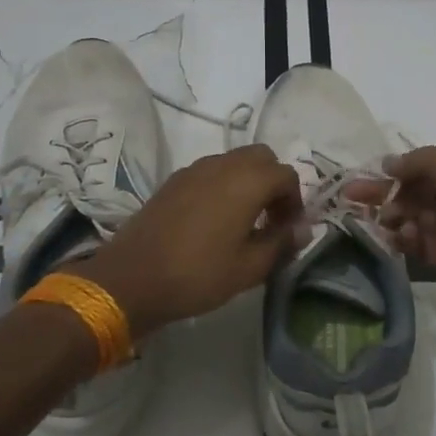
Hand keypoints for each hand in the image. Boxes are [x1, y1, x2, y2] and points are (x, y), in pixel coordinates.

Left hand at [72, 145, 305, 338]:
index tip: (289, 230)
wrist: (132, 278)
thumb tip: (302, 229)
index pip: (287, 175)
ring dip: (247, 182)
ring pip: (234, 161)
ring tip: (243, 221)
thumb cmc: (198, 274)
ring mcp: (194, 169)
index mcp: (247, 181)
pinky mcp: (173, 180)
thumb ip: (281, 243)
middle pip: (261, 157)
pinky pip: (210, 171)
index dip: (295, 201)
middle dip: (273, 182)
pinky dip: (223, 185)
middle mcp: (222, 165)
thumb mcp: (249, 268)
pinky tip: (214, 220)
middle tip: (270, 218)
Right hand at [347, 141, 435, 310]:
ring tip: (372, 220)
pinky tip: (392, 238)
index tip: (361, 176)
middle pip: (411, 191)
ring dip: (390, 217)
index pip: (418, 164)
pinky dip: (403, 240)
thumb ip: (415, 162)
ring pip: (411, 218)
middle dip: (381, 193)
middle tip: (349, 199)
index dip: (391, 170)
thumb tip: (389, 164)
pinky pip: (419, 244)